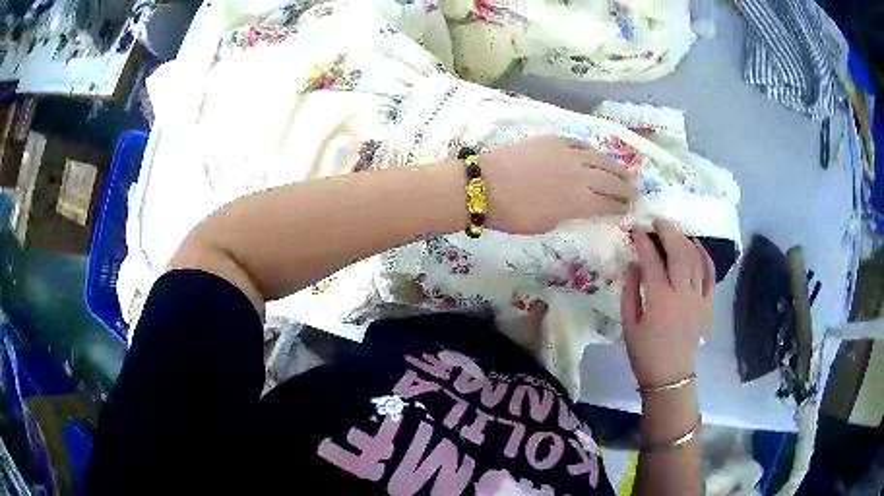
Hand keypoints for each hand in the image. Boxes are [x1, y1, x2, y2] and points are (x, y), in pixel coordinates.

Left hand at [480, 136, 637, 233]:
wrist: (485, 184)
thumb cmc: (512, 213)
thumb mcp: (546, 223)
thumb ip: (570, 213)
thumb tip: (582, 206)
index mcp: (578, 200)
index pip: (607, 203)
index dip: (620, 207)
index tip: (629, 209)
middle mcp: (579, 174)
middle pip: (609, 180)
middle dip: (625, 187)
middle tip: (635, 192)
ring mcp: (567, 153)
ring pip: (599, 158)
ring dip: (615, 167)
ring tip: (625, 173)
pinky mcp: (553, 140)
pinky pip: (580, 144)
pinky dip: (592, 151)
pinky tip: (597, 155)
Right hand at [621, 219, 714, 388]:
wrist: (671, 377)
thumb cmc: (645, 354)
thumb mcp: (629, 326)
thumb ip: (630, 292)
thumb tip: (632, 264)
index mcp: (660, 300)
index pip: (652, 261)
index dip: (643, 242)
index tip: (635, 230)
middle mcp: (683, 293)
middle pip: (678, 252)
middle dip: (667, 231)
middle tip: (656, 221)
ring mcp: (699, 297)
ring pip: (695, 258)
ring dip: (684, 239)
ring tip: (673, 229)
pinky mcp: (708, 303)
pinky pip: (709, 273)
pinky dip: (704, 255)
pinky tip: (696, 245)